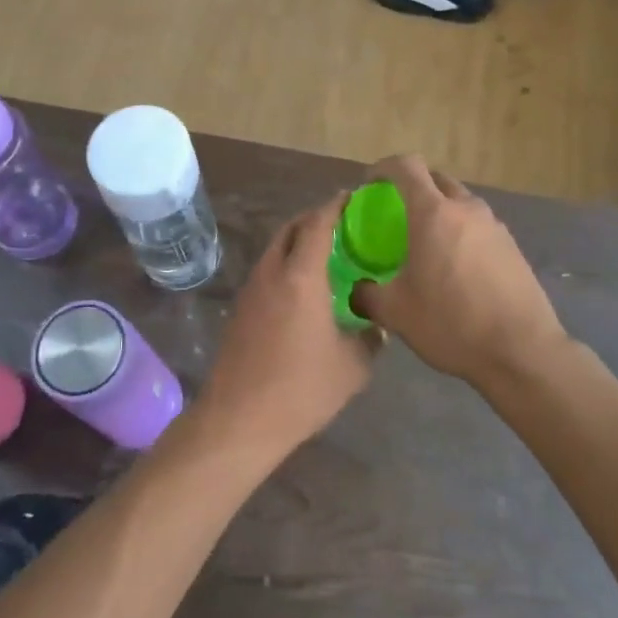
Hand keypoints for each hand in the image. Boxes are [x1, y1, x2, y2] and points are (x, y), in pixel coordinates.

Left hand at [194, 195, 378, 456]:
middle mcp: (272, 273)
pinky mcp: (241, 310)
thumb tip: (377, 325)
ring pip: (275, 250)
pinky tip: (304, 290)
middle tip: (341, 224)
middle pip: (291, 229)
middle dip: (314, 219)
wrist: (239, 419)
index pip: (317, 224)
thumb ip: (370, 338)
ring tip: (326, 255)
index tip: (351, 197)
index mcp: (301, 276)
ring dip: (297, 243)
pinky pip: (267, 272)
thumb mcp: (352, 367)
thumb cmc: (301, 388)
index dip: (334, 206)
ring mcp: (251, 290)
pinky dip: (286, 265)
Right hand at [351, 157, 566, 388]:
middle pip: (436, 179)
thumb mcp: (396, 313)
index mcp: (433, 213)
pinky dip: (461, 232)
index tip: (369, 186)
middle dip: (413, 187)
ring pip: (460, 202)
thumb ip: (367, 295)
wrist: (522, 351)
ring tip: (426, 243)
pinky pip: (478, 226)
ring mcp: (494, 226)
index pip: (406, 166)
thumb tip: (356, 290)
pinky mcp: (512, 247)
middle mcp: (466, 209)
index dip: (383, 168)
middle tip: (396, 215)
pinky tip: (455, 267)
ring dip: (440, 210)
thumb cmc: (452, 323)